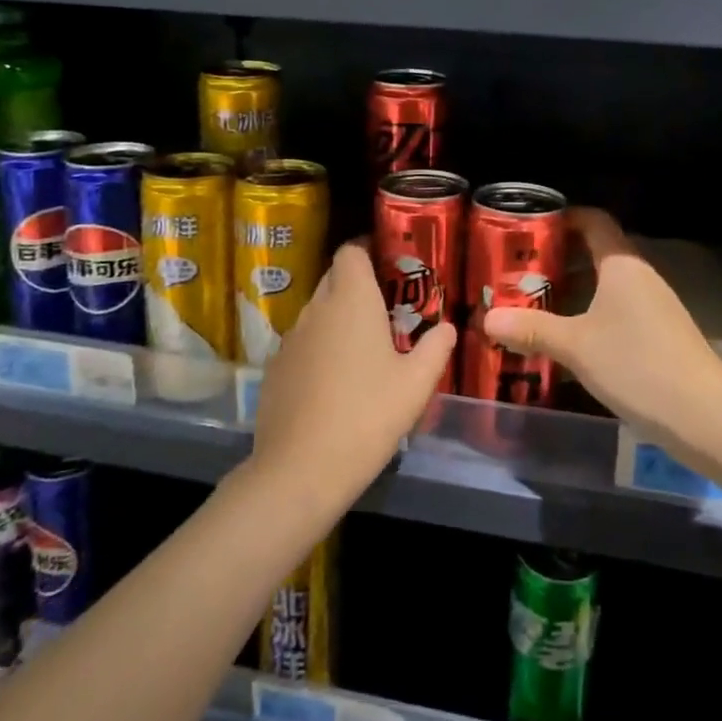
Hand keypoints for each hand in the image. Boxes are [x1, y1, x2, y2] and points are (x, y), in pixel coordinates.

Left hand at [250, 243, 455, 509]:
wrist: (300, 470)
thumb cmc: (367, 416)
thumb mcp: (416, 384)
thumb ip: (436, 348)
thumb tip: (447, 327)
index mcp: (351, 300)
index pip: (351, 251)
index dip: (368, 250)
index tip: (389, 265)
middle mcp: (316, 308)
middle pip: (334, 278)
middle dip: (358, 286)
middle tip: (387, 310)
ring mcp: (290, 339)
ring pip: (317, 312)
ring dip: (338, 320)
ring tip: (364, 350)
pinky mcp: (274, 369)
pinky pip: (302, 344)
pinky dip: (319, 349)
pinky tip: (334, 383)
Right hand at [482, 208, 721, 449]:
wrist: (707, 416)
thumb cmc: (637, 365)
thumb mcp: (576, 347)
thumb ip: (532, 330)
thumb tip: (488, 319)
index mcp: (622, 264)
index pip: (594, 221)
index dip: (564, 217)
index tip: (529, 226)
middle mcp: (640, 276)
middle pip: (597, 252)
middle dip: (559, 258)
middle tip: (519, 271)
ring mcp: (654, 306)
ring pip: (607, 284)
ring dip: (573, 289)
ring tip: (535, 303)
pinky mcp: (660, 334)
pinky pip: (618, 309)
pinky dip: (591, 313)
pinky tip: (570, 338)